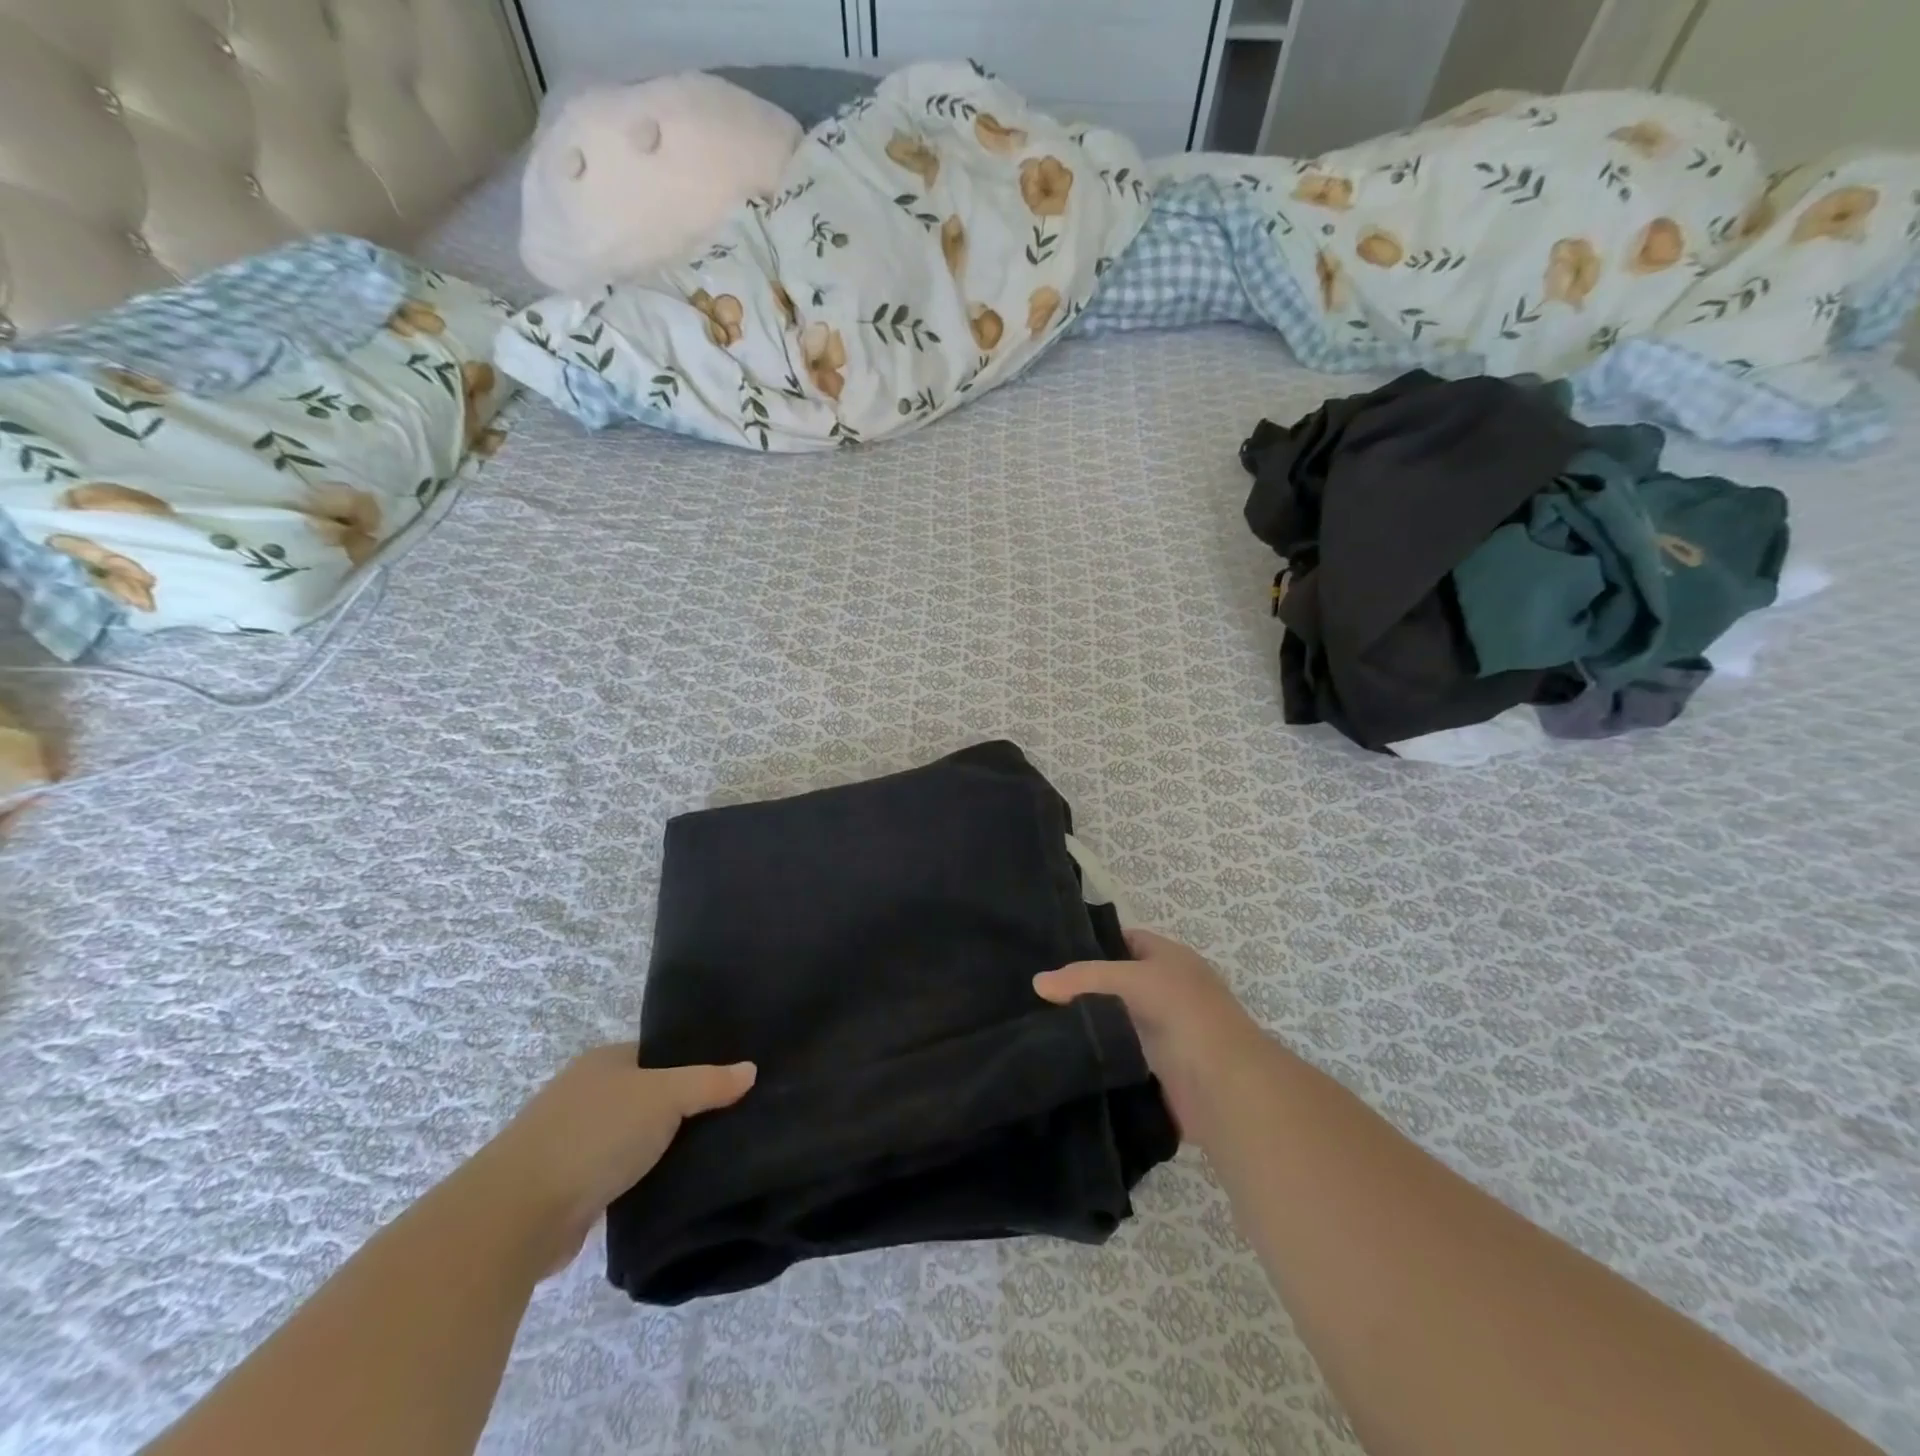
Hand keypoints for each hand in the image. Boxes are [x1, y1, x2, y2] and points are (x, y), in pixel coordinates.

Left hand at [473, 1045, 755, 1276]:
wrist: (517, 1215)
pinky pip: (619, 1175)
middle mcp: (586, 1094)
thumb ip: (708, 1083)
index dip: (694, 1063)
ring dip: (661, 1149)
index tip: (731, 1081)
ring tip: (712, 1154)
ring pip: (634, 1138)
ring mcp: (573, 1141)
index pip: (659, 1054)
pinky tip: (672, 1188)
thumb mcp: (664, 1096)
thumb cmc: (595, 1135)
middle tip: (731, 1118)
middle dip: (682, 1108)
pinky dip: (641, 1181)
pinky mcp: (569, 1188)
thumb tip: (751, 1070)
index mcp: (605, 1061)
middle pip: (648, 1095)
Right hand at [1035, 928, 1266, 1139]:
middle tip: (1039, 991)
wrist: (1224, 1086)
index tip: (1052, 952)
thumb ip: (1084, 978)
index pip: (1126, 940)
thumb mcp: (1132, 979)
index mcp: (1171, 959)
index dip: (1094, 943)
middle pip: (1118, 982)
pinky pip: (1119, 1056)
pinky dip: (1098, 1057)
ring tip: (1040, 1022)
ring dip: (1090, 1024)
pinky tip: (1064, 1055)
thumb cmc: (1184, 1012)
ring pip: (1117, 1021)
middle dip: (1085, 987)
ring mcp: (1164, 1032)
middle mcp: (1169, 991)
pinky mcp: (1156, 1071)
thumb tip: (1038, 982)